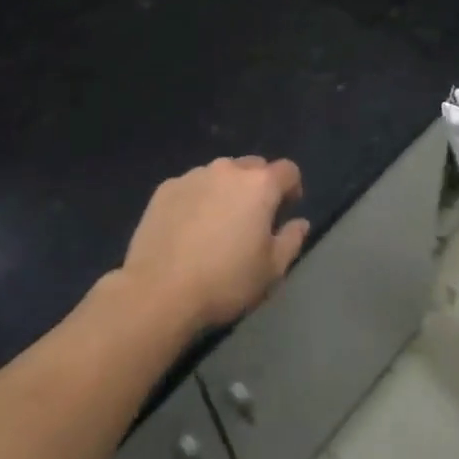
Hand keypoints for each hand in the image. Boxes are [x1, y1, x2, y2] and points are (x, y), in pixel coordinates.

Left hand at [122, 157, 309, 330]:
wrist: (159, 292)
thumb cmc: (225, 281)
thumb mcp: (272, 270)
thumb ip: (292, 240)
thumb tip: (299, 223)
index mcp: (260, 185)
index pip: (288, 171)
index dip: (292, 189)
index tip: (285, 213)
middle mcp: (227, 170)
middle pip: (253, 167)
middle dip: (258, 187)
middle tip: (252, 219)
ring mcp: (192, 176)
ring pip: (219, 174)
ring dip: (226, 191)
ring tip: (217, 224)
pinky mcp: (165, 189)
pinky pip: (191, 186)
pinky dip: (197, 199)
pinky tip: (188, 229)